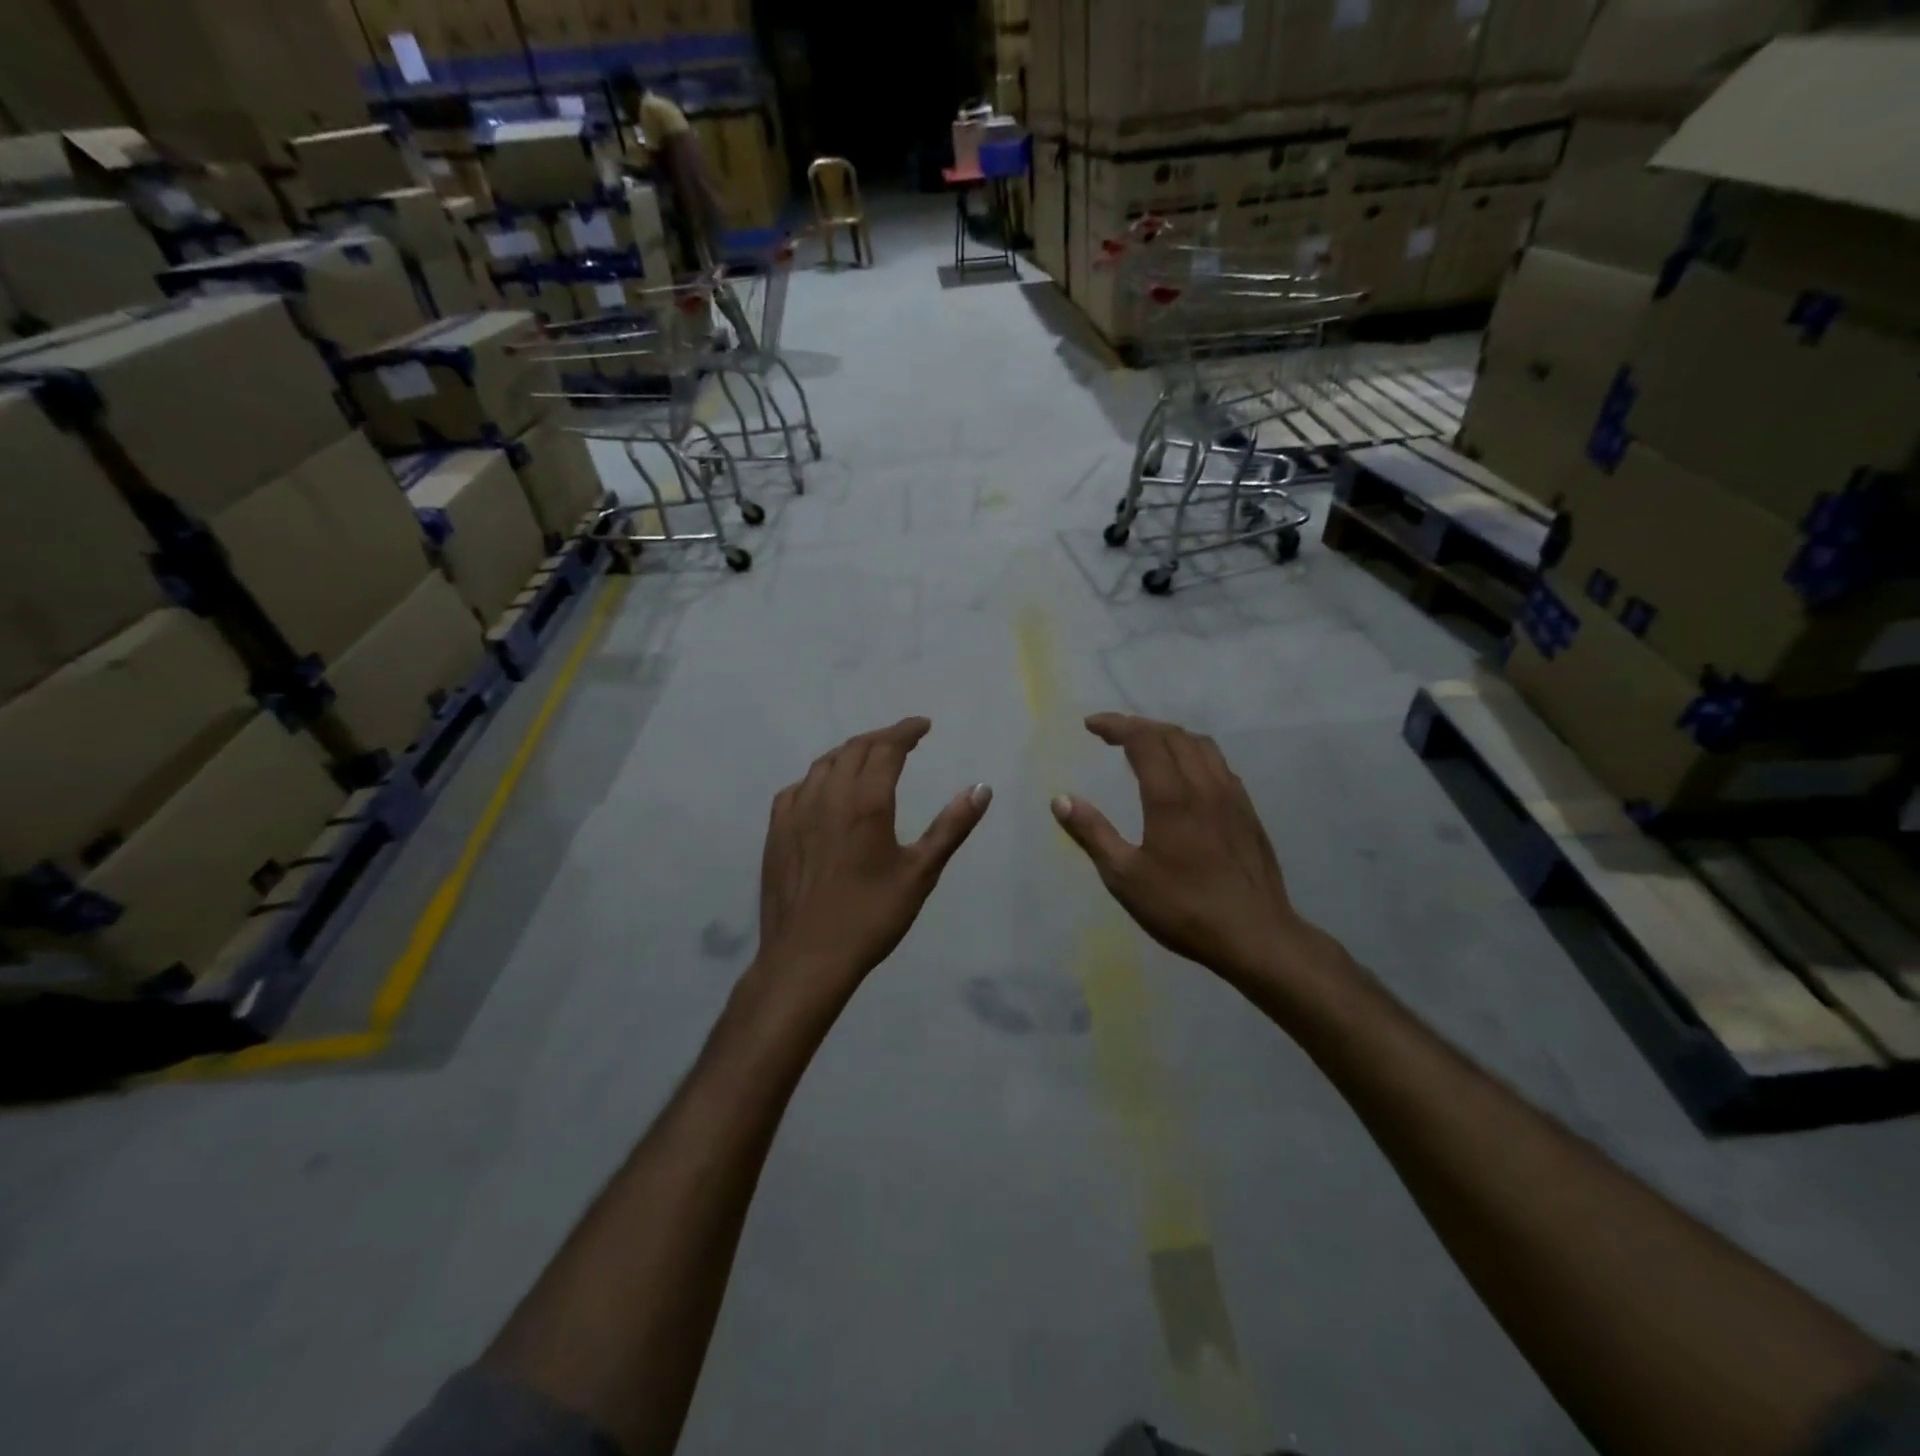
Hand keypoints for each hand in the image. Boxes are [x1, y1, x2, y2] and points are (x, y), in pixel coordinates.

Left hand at [755, 718, 991, 992]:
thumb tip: (981, 788)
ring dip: (850, 752)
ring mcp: (796, 812)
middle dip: (882, 737)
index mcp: (866, 802)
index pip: (887, 748)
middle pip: (854, 749)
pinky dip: (819, 777)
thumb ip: (951, 827)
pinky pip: (798, 787)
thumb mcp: (920, 873)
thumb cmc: (870, 917)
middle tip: (904, 739)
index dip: (906, 732)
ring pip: (824, 764)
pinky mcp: (776, 831)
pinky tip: (825, 791)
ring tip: (869, 757)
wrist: (807, 957)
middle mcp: (828, 796)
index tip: (923, 726)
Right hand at [1052, 714, 1330, 989]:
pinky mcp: (1247, 811)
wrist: (1256, 935)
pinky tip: (1185, 776)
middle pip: (1172, 734)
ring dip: (1169, 736)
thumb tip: (1061, 799)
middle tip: (1112, 734)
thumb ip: (1092, 833)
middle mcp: (1204, 784)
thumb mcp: (1125, 877)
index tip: (1091, 726)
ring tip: (1146, 746)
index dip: (1116, 725)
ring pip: (1201, 745)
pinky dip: (1193, 754)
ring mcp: (1232, 796)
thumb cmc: (1183, 908)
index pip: (1143, 739)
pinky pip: (1219, 764)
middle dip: (1139, 726)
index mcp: (1171, 796)